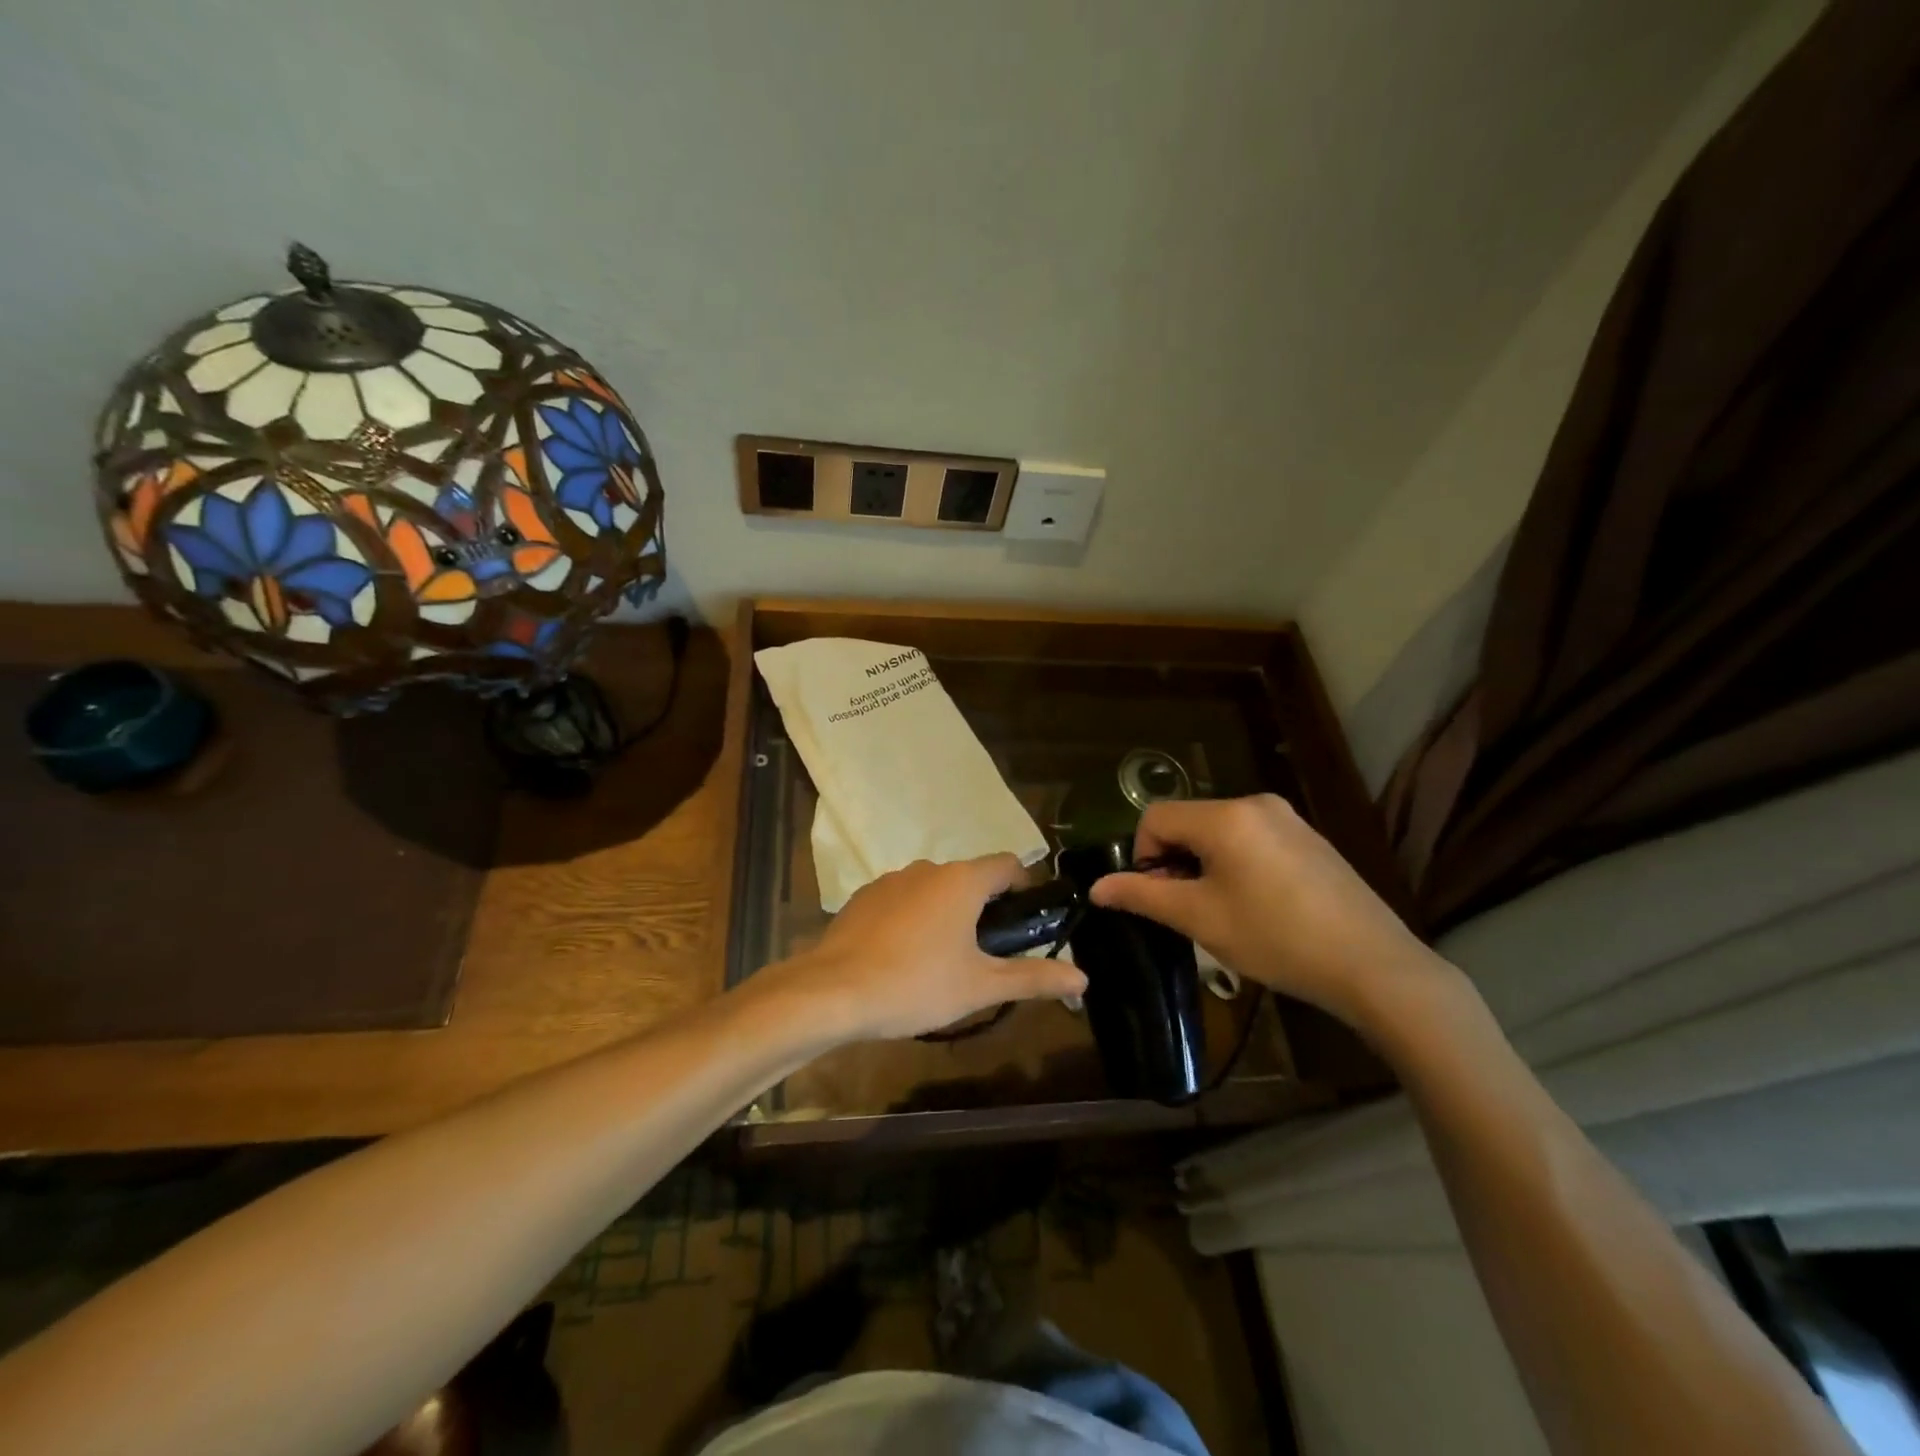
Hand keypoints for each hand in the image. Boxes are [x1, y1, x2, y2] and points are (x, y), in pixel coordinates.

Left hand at [766, 856, 1087, 1042]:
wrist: (832, 991)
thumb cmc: (916, 984)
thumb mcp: (981, 986)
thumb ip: (1034, 977)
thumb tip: (1083, 978)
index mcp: (963, 880)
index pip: (1008, 864)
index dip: (1024, 887)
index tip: (1026, 922)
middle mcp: (928, 868)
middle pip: (971, 878)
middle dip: (985, 908)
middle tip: (988, 953)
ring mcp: (891, 880)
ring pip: (934, 889)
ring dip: (947, 913)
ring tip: (944, 960)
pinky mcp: (863, 897)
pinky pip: (902, 900)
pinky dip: (912, 918)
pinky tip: (903, 957)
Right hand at [1089, 795, 1451, 1030]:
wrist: (1373, 965)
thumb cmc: (1276, 938)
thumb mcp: (1200, 918)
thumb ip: (1143, 895)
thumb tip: (1097, 887)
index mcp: (1225, 816)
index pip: (1155, 817)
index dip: (1143, 856)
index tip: (1158, 899)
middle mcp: (1256, 803)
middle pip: (1188, 822)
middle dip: (1175, 862)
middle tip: (1189, 910)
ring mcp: (1288, 819)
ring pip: (1220, 832)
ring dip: (1204, 865)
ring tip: (1223, 912)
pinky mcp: (1310, 839)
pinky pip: (1252, 839)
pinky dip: (1237, 864)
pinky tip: (1258, 907)